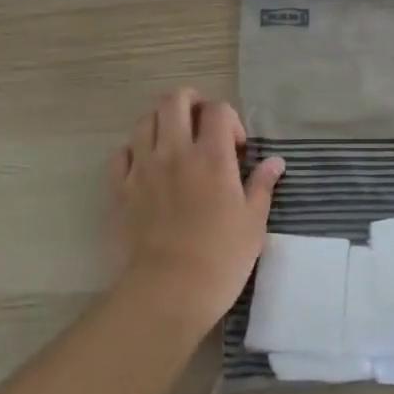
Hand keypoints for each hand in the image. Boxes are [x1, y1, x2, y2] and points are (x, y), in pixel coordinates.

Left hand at [106, 89, 285, 328]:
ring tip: (174, 144)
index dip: (229, 119)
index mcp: (211, 157)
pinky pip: (121, 154)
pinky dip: (134, 151)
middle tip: (202, 125)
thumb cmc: (220, 260)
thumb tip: (275, 162)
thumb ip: (262, 186)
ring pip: (144, 121)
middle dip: (190, 102)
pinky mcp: (119, 190)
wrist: (166, 293)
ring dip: (161, 123)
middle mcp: (174, 152)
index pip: (217, 109)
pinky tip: (145, 167)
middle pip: (174, 100)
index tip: (236, 148)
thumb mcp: (253, 223)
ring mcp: (142, 169)